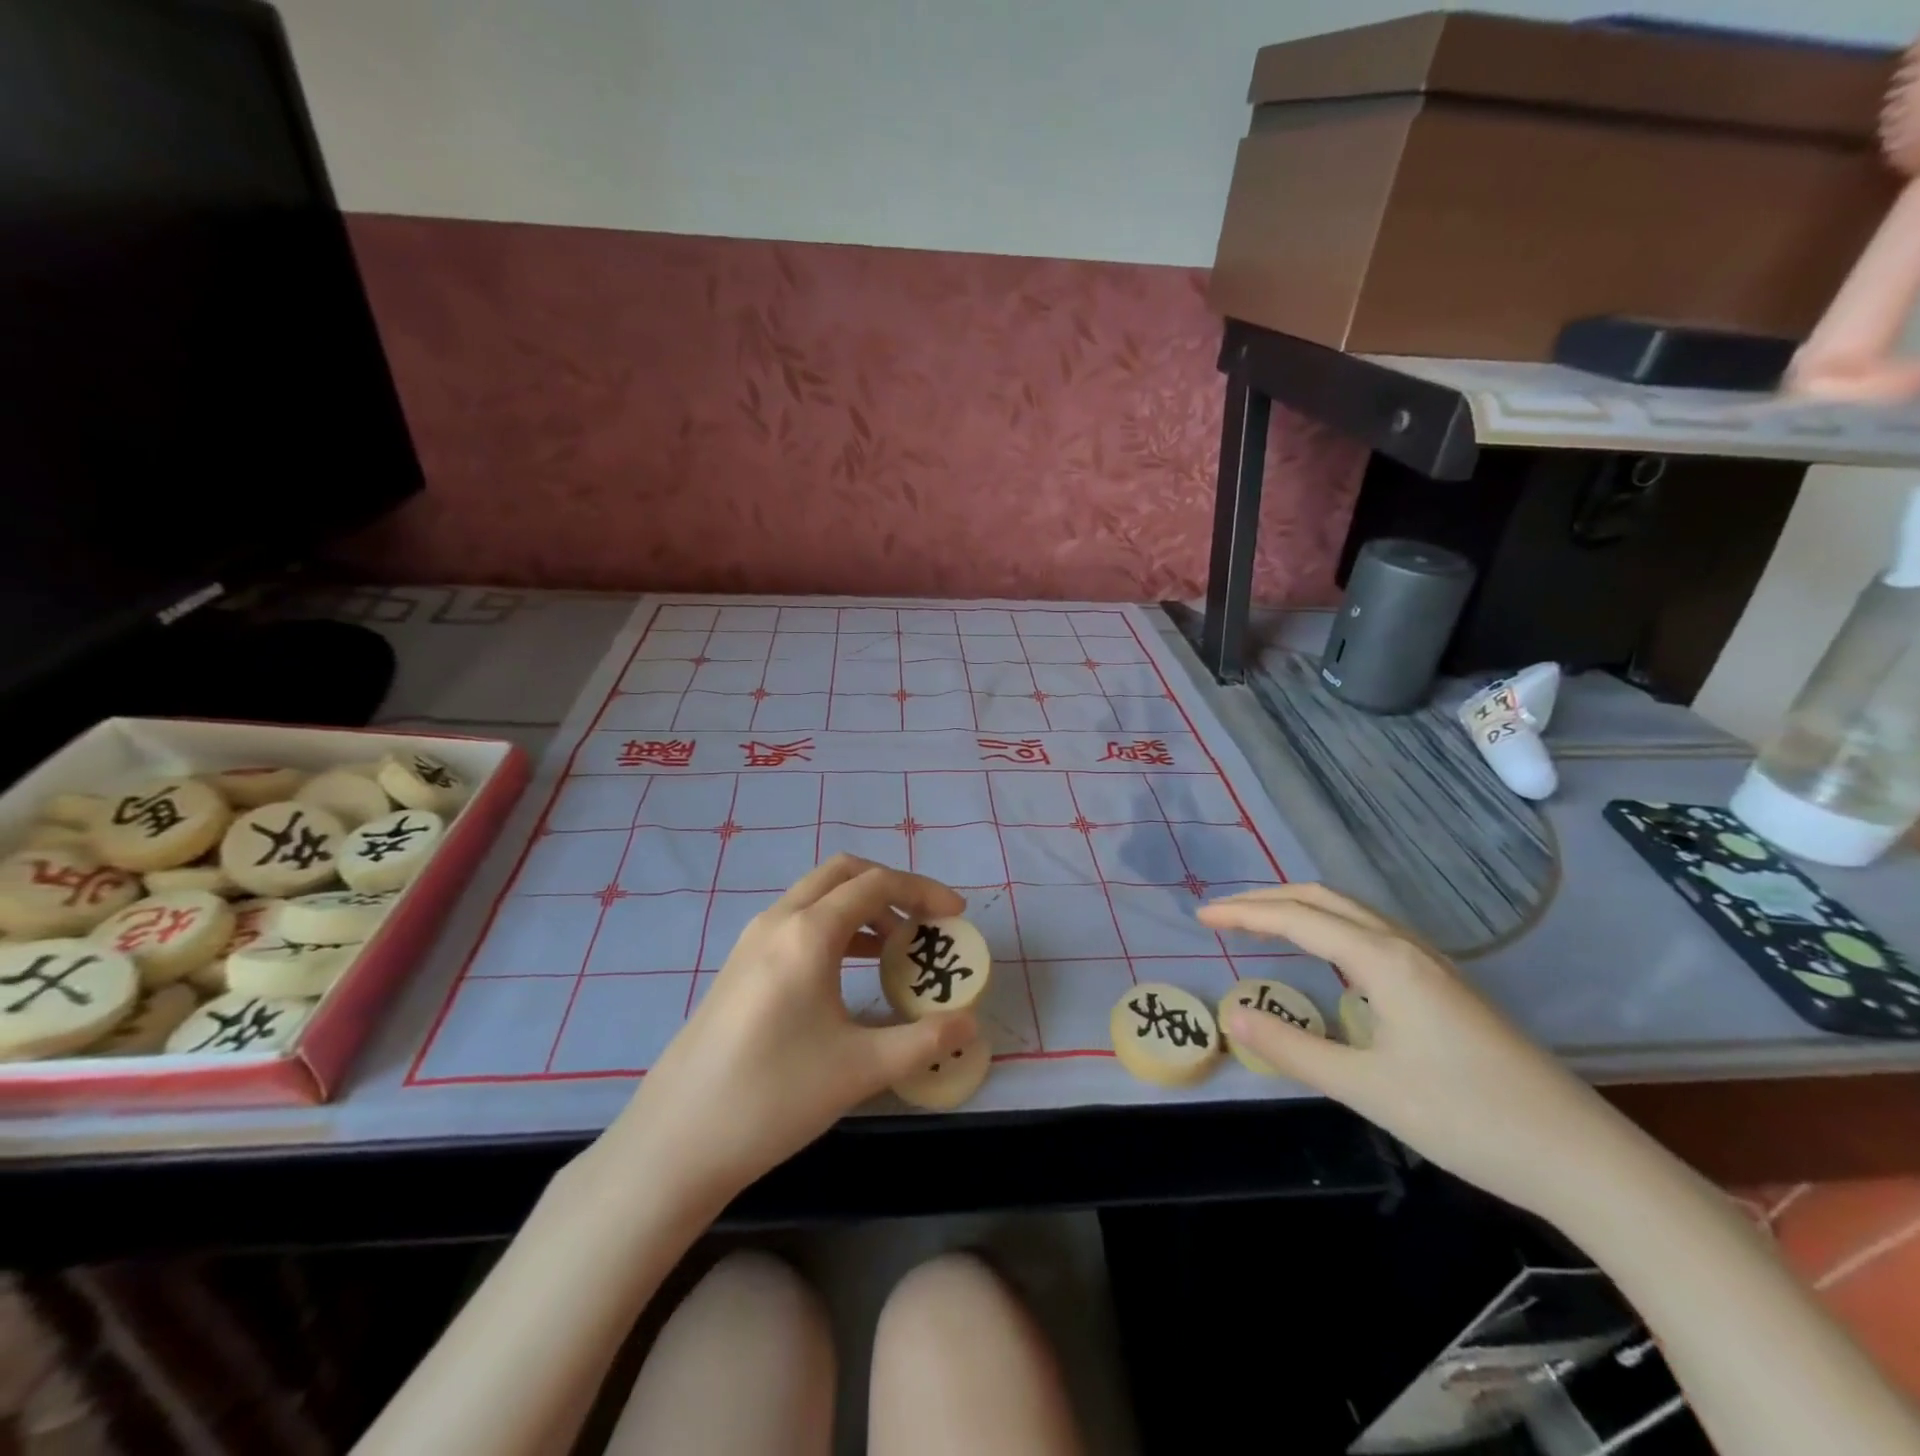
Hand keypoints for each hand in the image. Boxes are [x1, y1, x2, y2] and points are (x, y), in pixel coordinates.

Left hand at [609, 856, 977, 1207]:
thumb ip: (923, 1041)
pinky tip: (850, 970)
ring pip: (816, 895)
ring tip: (895, 947)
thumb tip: (970, 1024)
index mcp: (808, 933)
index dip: (923, 891)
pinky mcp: (739, 965)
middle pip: (843, 873)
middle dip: (891, 886)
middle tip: (924, 920)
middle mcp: (778, 921)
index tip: (956, 915)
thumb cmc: (774, 1097)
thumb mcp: (860, 1069)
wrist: (676, 1140)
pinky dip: (833, 926)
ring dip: (860, 906)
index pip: (877, 884)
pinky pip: (796, 921)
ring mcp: (752, 940)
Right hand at [1197, 883, 1632, 1218]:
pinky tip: (1328, 959)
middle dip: (1269, 899)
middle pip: (1325, 899)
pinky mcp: (1446, 987)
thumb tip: (1233, 1017)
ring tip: (1262, 927)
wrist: (1584, 1158)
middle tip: (1224, 915)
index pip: (1298, 918)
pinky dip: (1330, 928)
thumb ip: (1294, 1050)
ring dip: (1301, 909)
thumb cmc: (1469, 1119)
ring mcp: (1432, 964)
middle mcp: (1406, 947)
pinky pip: (1372, 934)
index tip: (1202, 916)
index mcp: (1384, 961)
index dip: (1244, 913)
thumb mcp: (1367, 1089)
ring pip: (1352, 913)